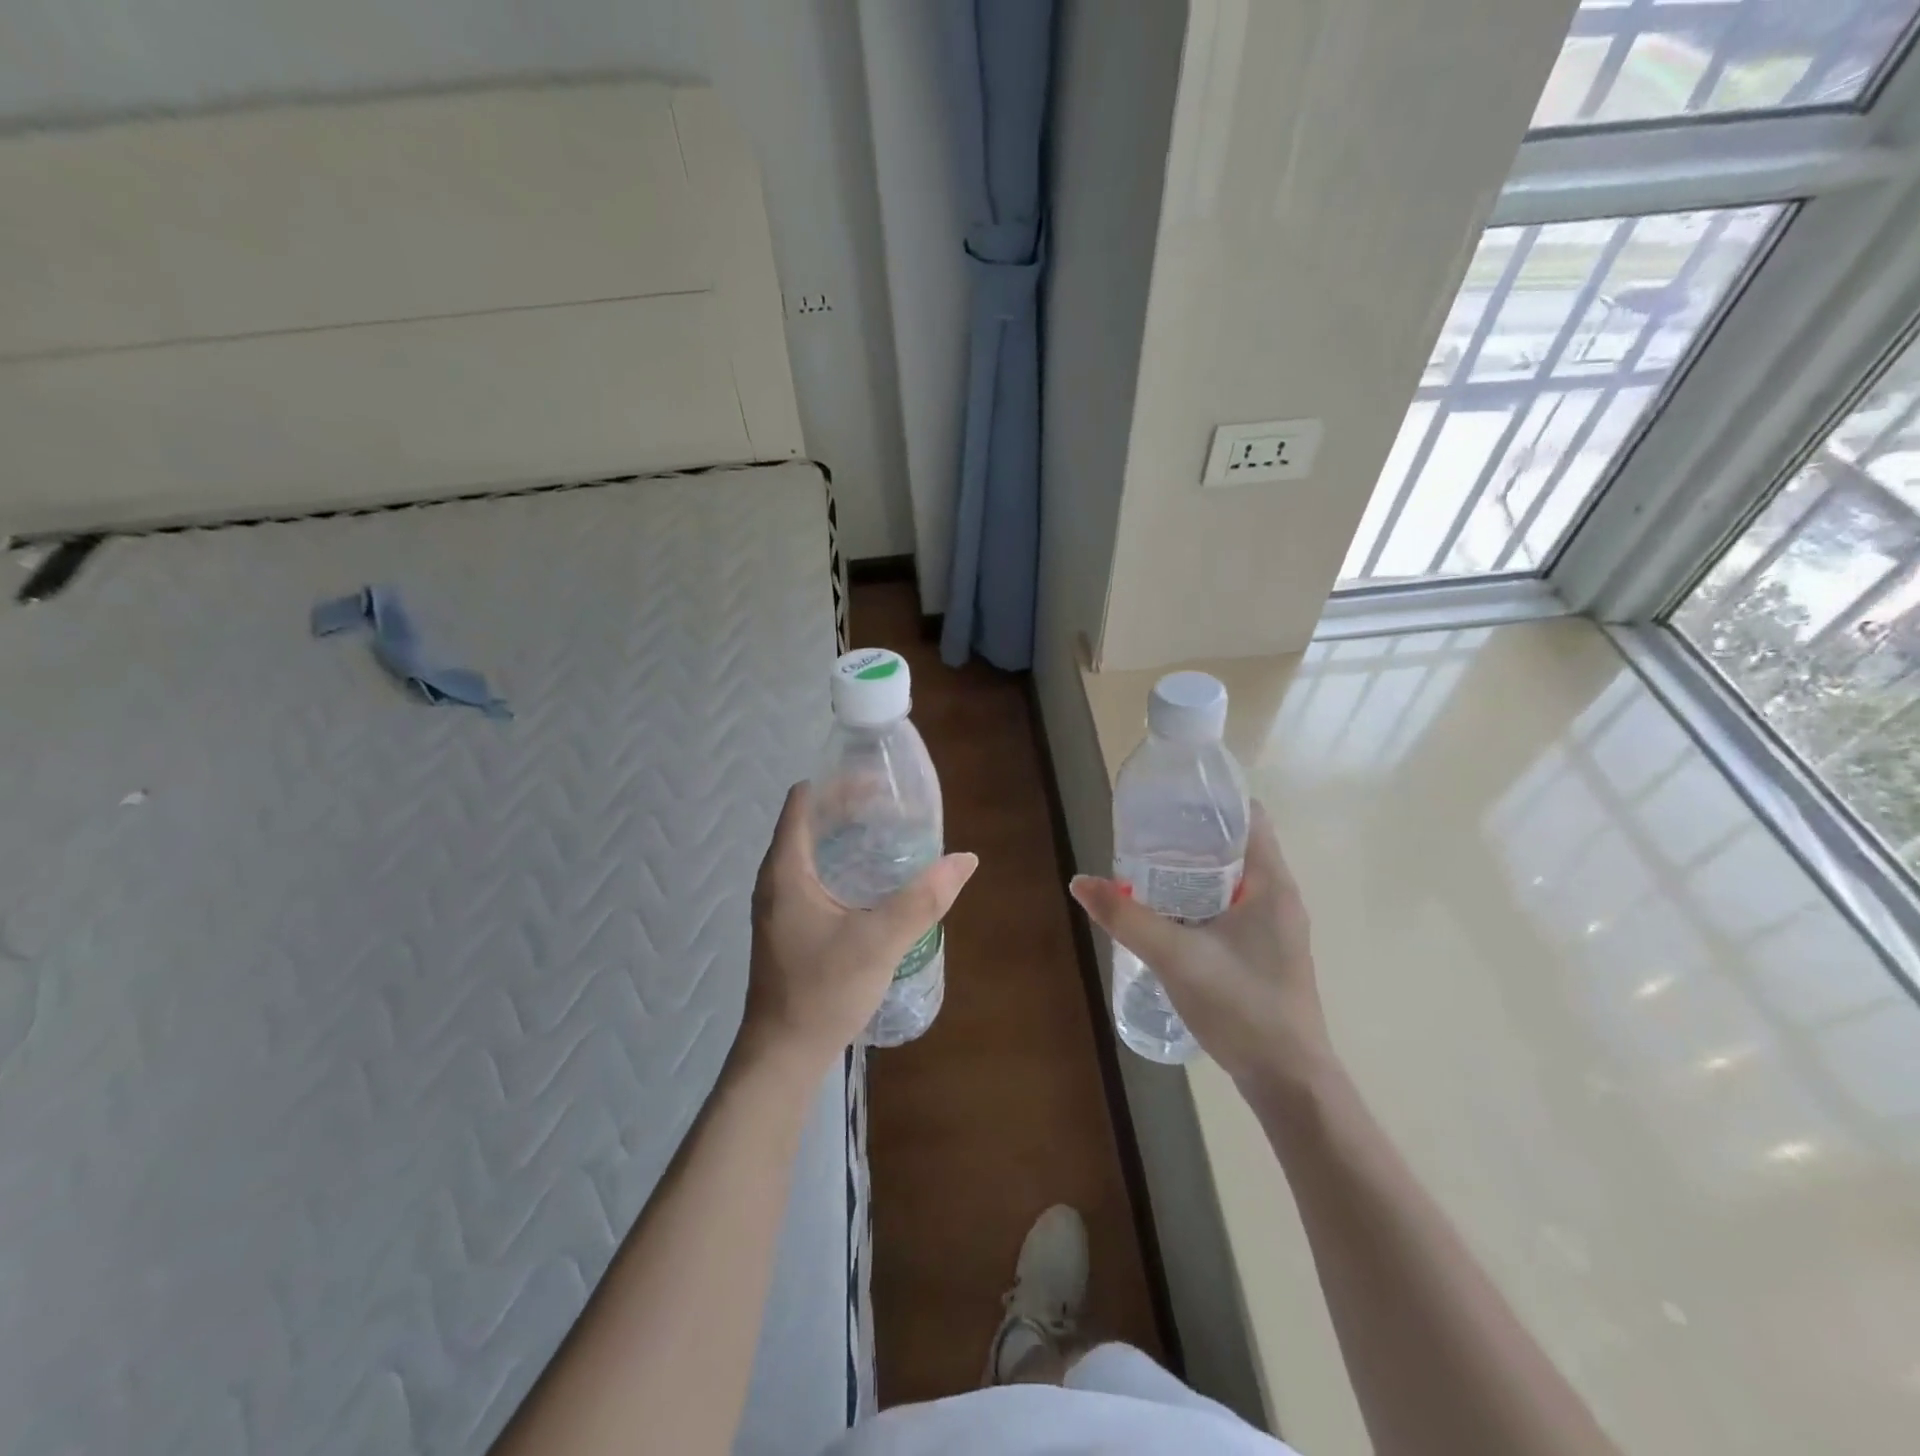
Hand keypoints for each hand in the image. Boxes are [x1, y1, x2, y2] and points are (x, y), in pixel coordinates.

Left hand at [740, 783, 976, 1076]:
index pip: (805, 800)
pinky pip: (815, 874)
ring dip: (848, 836)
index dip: (840, 783)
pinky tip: (874, 879)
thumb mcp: (879, 942)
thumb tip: (965, 859)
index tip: (881, 783)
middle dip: (852, 807)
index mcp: (786, 869)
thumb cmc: (822, 991)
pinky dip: (843, 862)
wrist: (783, 1055)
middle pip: (811, 820)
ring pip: (813, 849)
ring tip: (892, 835)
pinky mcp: (789, 924)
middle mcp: (776, 877)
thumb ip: (923, 899)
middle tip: (897, 808)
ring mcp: (780, 903)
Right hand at [1070, 802, 1329, 1090]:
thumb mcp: (1175, 957)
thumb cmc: (1241, 1007)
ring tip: (1150, 869)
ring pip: (1235, 879)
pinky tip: (1172, 915)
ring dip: (1197, 871)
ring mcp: (1277, 927)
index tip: (1169, 801)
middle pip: (1237, 846)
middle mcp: (1281, 897)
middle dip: (1193, 836)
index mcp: (1271, 883)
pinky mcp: (1268, 952)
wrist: (1289, 1080)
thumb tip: (1080, 882)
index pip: (1249, 817)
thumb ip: (1126, 918)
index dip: (1211, 802)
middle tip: (1146, 836)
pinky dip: (1205, 899)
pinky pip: (1235, 907)